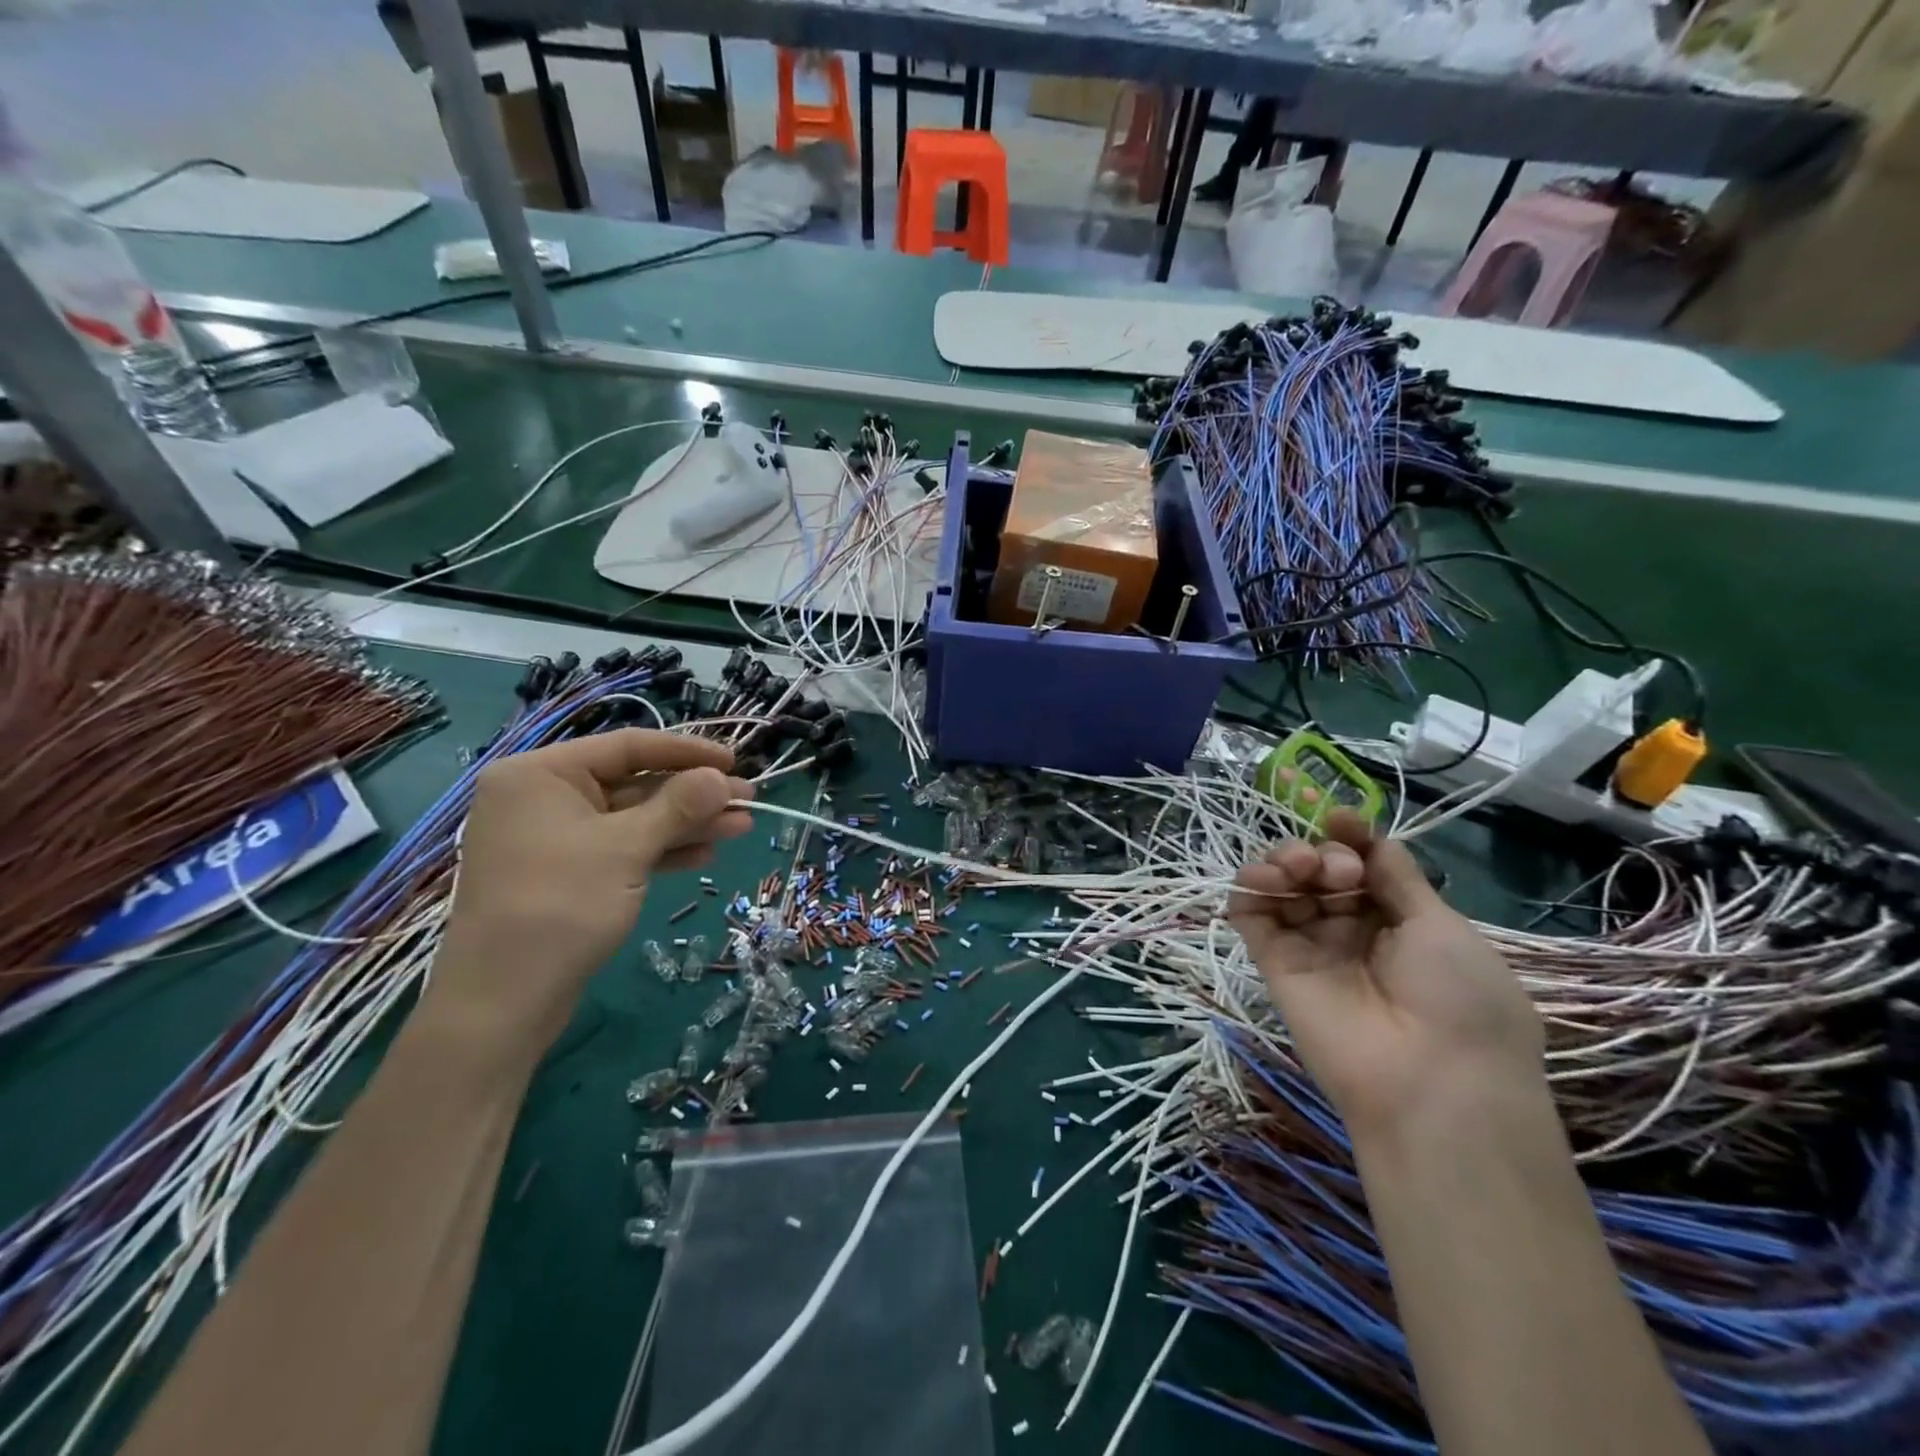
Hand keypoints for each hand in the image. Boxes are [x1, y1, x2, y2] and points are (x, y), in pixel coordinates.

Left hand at [430, 730, 754, 1055]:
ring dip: (686, 823)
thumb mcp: (626, 848)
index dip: (686, 751)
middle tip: (747, 799)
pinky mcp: (567, 873)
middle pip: (634, 782)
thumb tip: (720, 777)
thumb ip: (678, 805)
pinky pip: (622, 848)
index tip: (733, 760)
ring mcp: (554, 838)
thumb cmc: (560, 905)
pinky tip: (704, 853)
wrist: (503, 1000)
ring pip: (634, 818)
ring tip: (741, 826)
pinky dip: (661, 849)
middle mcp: (543, 797)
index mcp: (541, 774)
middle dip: (693, 794)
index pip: (627, 746)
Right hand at [1227, 810, 1545, 1141]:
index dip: (1349, 837)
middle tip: (1338, 868)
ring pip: (1283, 886)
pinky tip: (1265, 879)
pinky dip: (1250, 888)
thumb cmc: (1459, 1000)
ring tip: (1300, 868)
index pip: (1361, 864)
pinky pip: (1251, 916)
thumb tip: (1368, 835)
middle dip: (1322, 852)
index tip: (1341, 818)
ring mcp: (1310, 945)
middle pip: (1319, 869)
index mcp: (1400, 920)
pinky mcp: (1274, 961)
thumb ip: (1397, 877)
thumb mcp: (1441, 926)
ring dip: (1284, 861)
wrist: (1433, 1084)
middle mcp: (1352, 929)